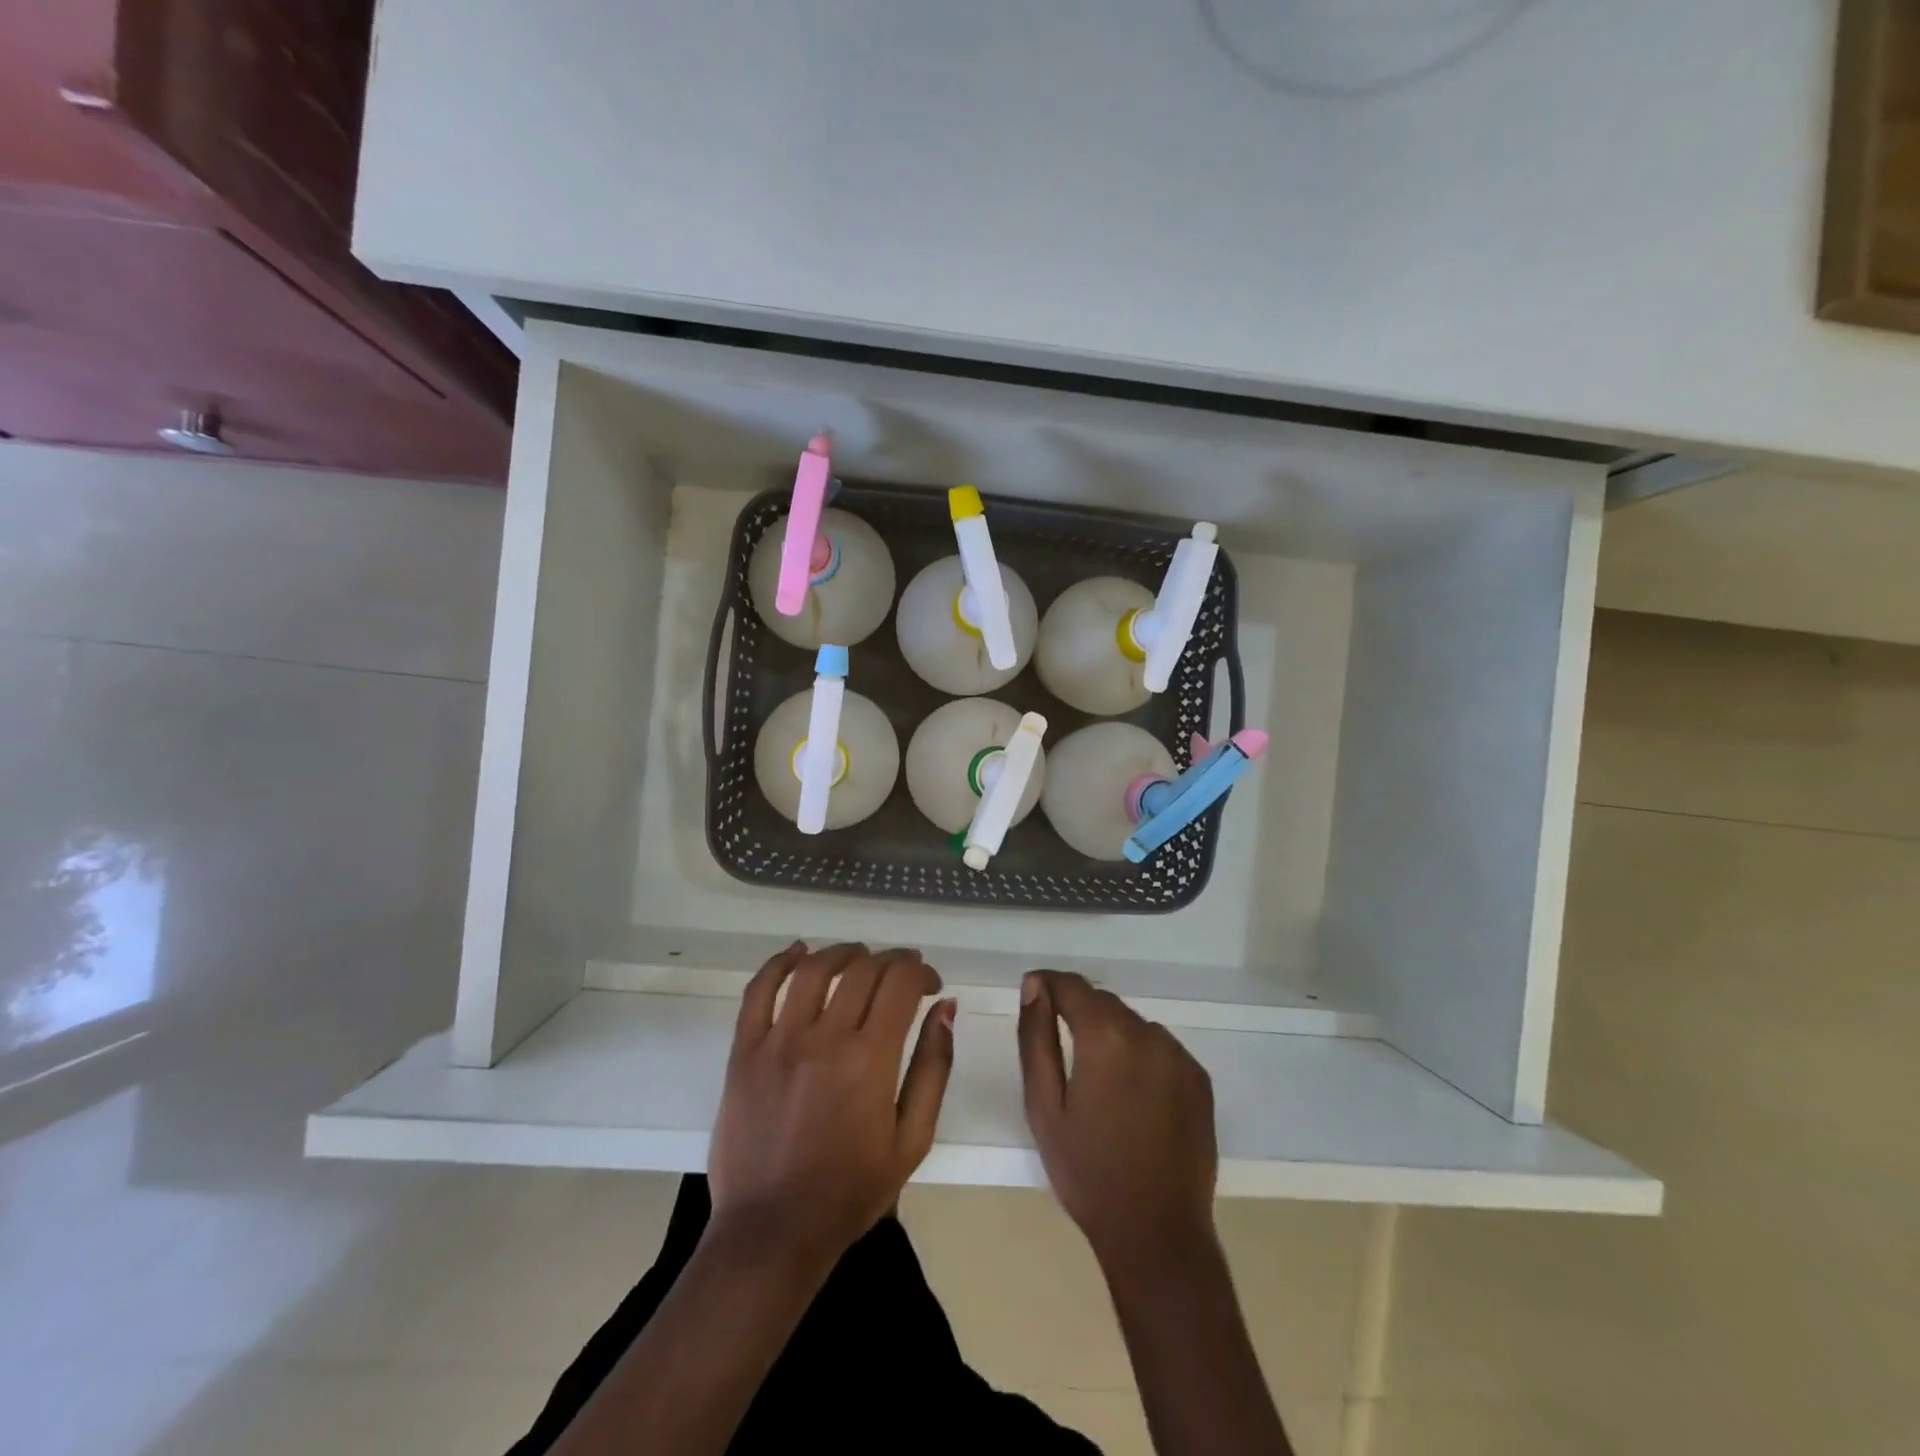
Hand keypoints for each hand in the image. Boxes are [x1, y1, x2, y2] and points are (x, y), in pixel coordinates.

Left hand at [708, 942, 954, 1267]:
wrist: (772, 1232)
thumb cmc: (851, 1191)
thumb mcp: (913, 1139)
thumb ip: (934, 1067)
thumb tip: (945, 1008)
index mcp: (871, 1060)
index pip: (900, 982)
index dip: (920, 971)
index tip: (929, 985)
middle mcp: (825, 1038)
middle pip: (863, 969)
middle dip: (892, 961)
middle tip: (902, 973)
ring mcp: (779, 1041)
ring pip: (815, 969)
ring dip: (844, 952)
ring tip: (860, 957)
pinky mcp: (744, 1051)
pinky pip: (759, 991)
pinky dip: (780, 963)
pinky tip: (799, 952)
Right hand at [1017, 970, 1217, 1265]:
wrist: (1157, 1234)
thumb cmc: (1087, 1171)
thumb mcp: (1044, 1105)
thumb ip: (1036, 1037)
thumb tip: (1035, 985)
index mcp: (1106, 1037)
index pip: (1072, 985)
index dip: (1048, 983)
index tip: (1032, 991)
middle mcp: (1148, 1034)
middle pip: (1103, 1002)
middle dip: (1077, 1009)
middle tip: (1057, 1042)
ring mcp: (1179, 1055)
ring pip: (1132, 1023)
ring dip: (1110, 1033)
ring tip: (1095, 1076)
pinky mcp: (1199, 1079)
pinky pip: (1159, 1048)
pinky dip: (1139, 1054)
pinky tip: (1130, 1094)